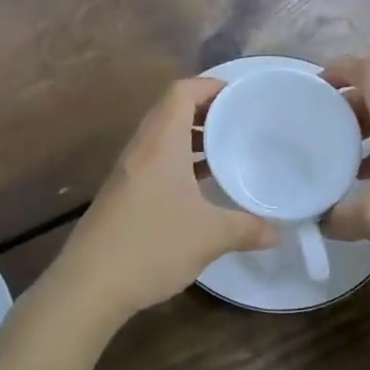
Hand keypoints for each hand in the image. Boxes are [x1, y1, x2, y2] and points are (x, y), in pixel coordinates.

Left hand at [55, 78, 278, 320]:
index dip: (209, 85)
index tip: (239, 96)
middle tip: (238, 120)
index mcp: (161, 143)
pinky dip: (178, 160)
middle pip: (170, 109)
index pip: (181, 91)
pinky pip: (154, 160)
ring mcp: (128, 171)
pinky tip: (199, 186)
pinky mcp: (123, 193)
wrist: (89, 284)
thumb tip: (279, 232)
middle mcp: (142, 148)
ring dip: (190, 136)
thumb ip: (248, 228)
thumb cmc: (152, 245)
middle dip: (204, 109)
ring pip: (161, 136)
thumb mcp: (209, 236)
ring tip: (224, 149)